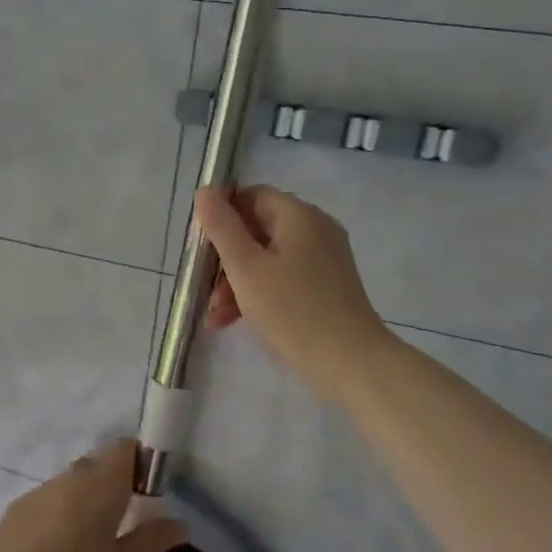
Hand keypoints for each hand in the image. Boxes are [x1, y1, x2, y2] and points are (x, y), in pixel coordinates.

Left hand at [0, 439, 187, 551]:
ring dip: (87, 501)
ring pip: (73, 483)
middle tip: (126, 524)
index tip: (149, 495)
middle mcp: (69, 477)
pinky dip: (62, 515)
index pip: (126, 448)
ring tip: (92, 545)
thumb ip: (149, 540)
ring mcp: (39, 492)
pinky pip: (50, 500)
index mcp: (100, 483)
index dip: (141, 462)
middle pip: (99, 464)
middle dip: (116, 485)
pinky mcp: (16, 511)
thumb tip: (182, 524)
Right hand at [194, 185, 391, 402]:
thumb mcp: (246, 268)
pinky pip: (285, 277)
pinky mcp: (327, 285)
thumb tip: (206, 190)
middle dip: (226, 258)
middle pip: (259, 229)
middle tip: (204, 288)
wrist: (350, 361)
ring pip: (268, 258)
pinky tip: (234, 321)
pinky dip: (260, 292)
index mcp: (299, 216)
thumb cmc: (292, 310)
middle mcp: (316, 229)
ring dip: (238, 281)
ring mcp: (324, 258)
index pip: (252, 197)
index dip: (222, 216)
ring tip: (216, 315)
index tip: (200, 246)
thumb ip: (222, 227)